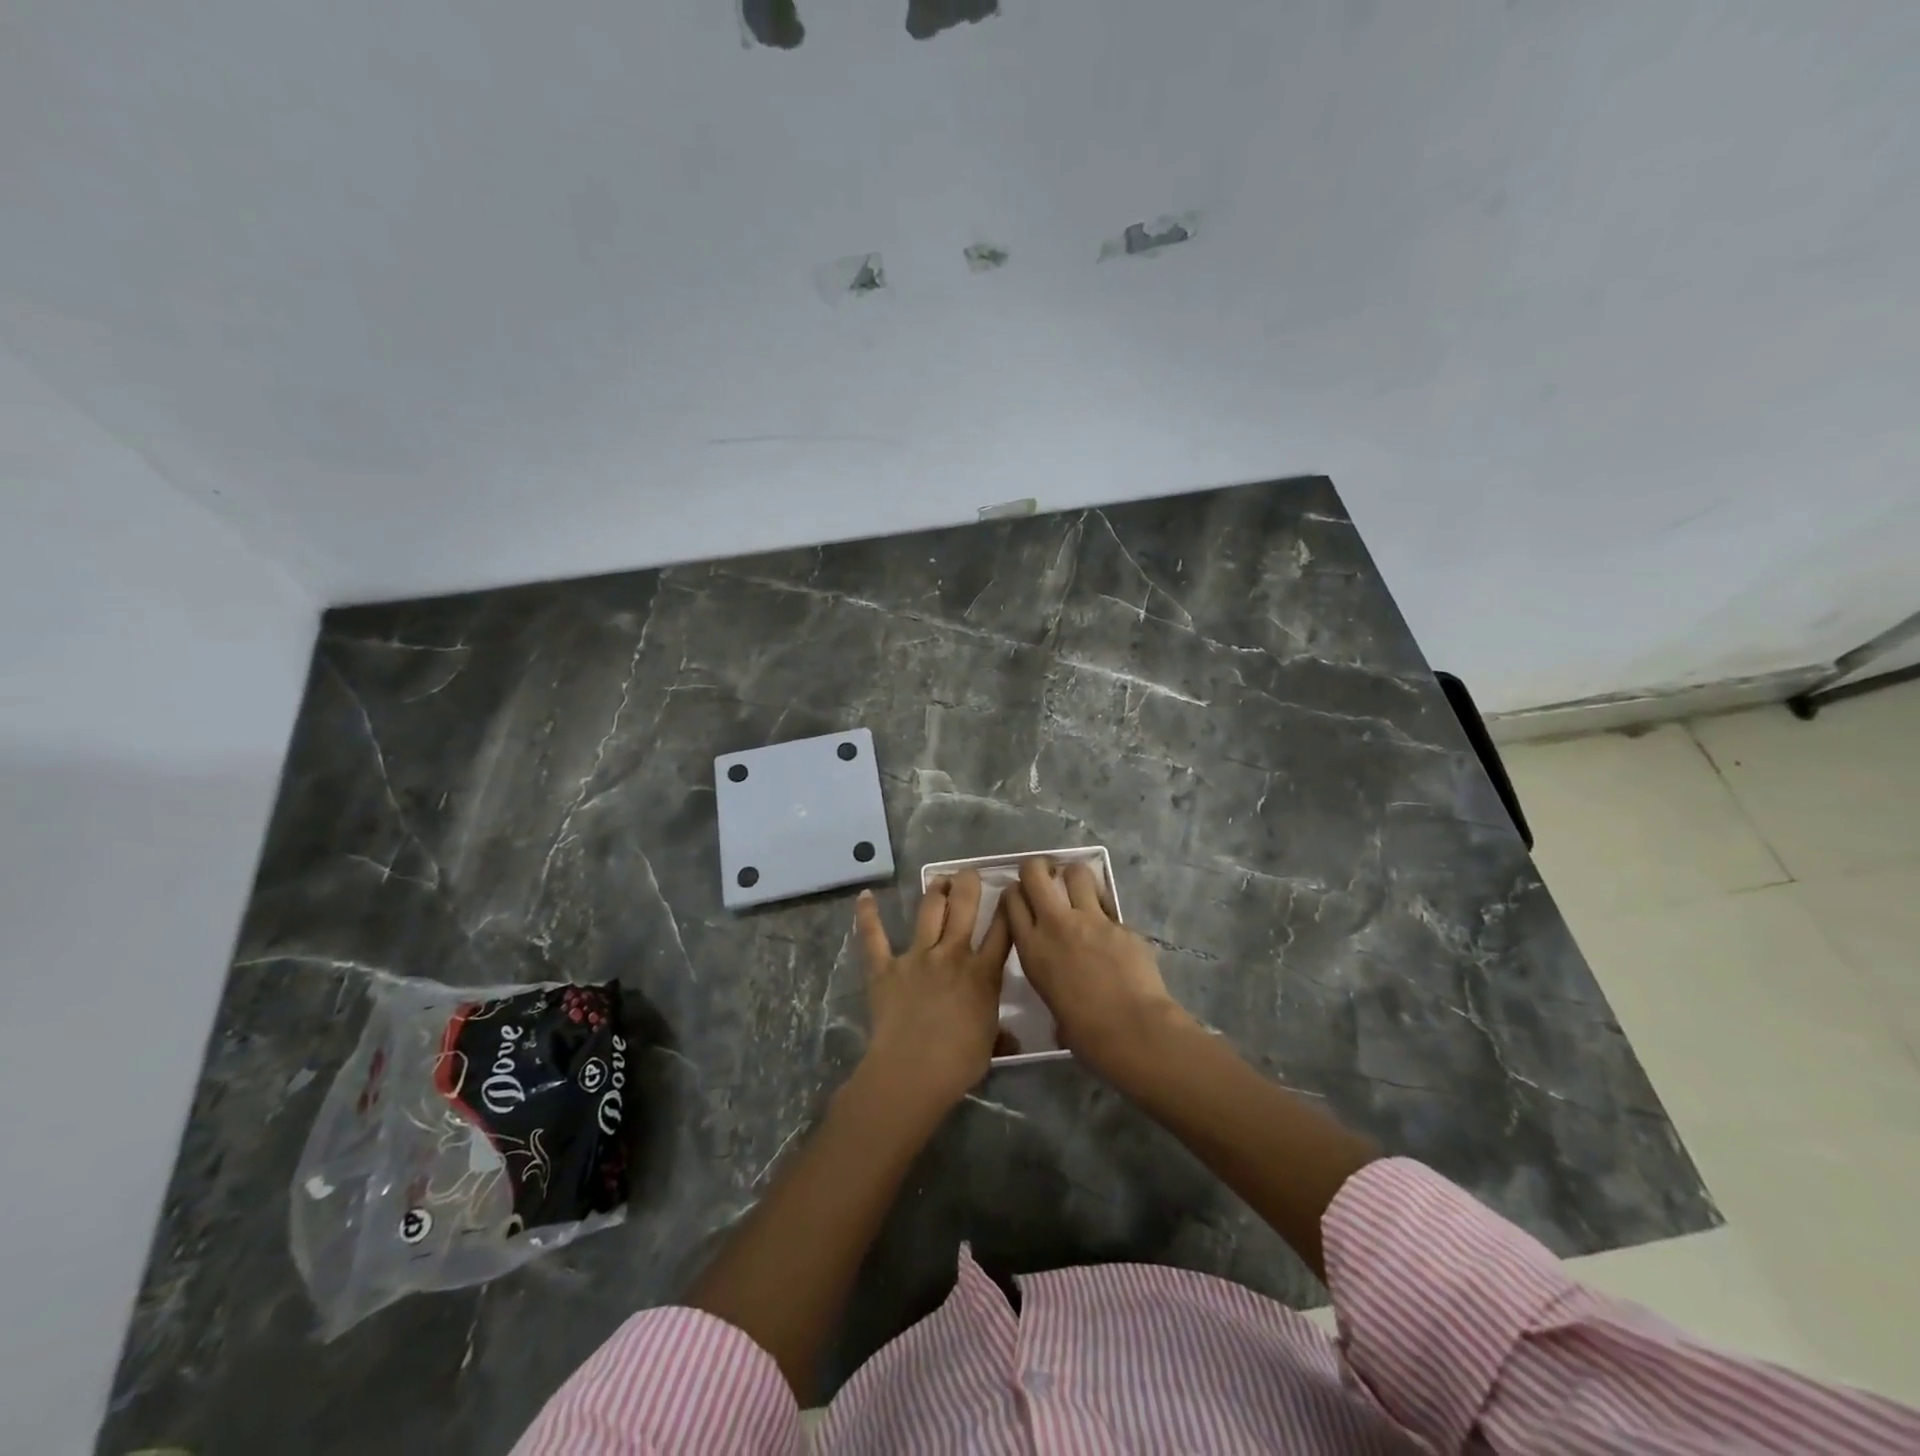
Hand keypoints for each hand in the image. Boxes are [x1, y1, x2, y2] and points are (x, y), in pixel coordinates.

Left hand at [853, 870, 1011, 1113]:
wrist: (914, 1070)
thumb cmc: (959, 1062)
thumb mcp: (989, 1046)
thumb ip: (999, 1032)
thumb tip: (1012, 1038)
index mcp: (982, 974)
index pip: (1002, 932)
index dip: (1007, 908)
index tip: (1010, 891)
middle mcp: (952, 954)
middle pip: (964, 907)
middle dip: (968, 884)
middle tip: (969, 873)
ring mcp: (917, 957)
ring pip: (929, 912)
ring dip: (935, 891)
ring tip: (939, 880)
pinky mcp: (885, 967)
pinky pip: (874, 937)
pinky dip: (867, 915)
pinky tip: (865, 896)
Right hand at [1001, 857, 1190, 1079]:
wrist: (1132, 1029)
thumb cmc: (1085, 1033)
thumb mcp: (1052, 1004)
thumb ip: (1051, 982)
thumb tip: (1062, 993)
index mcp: (1032, 948)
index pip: (1011, 900)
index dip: (1015, 893)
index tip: (1021, 896)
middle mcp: (1056, 924)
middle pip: (1036, 873)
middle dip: (1038, 868)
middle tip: (1045, 876)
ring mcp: (1091, 919)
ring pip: (1077, 873)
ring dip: (1075, 878)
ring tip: (1080, 890)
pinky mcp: (1121, 922)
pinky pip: (1109, 905)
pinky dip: (1107, 911)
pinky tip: (1112, 930)